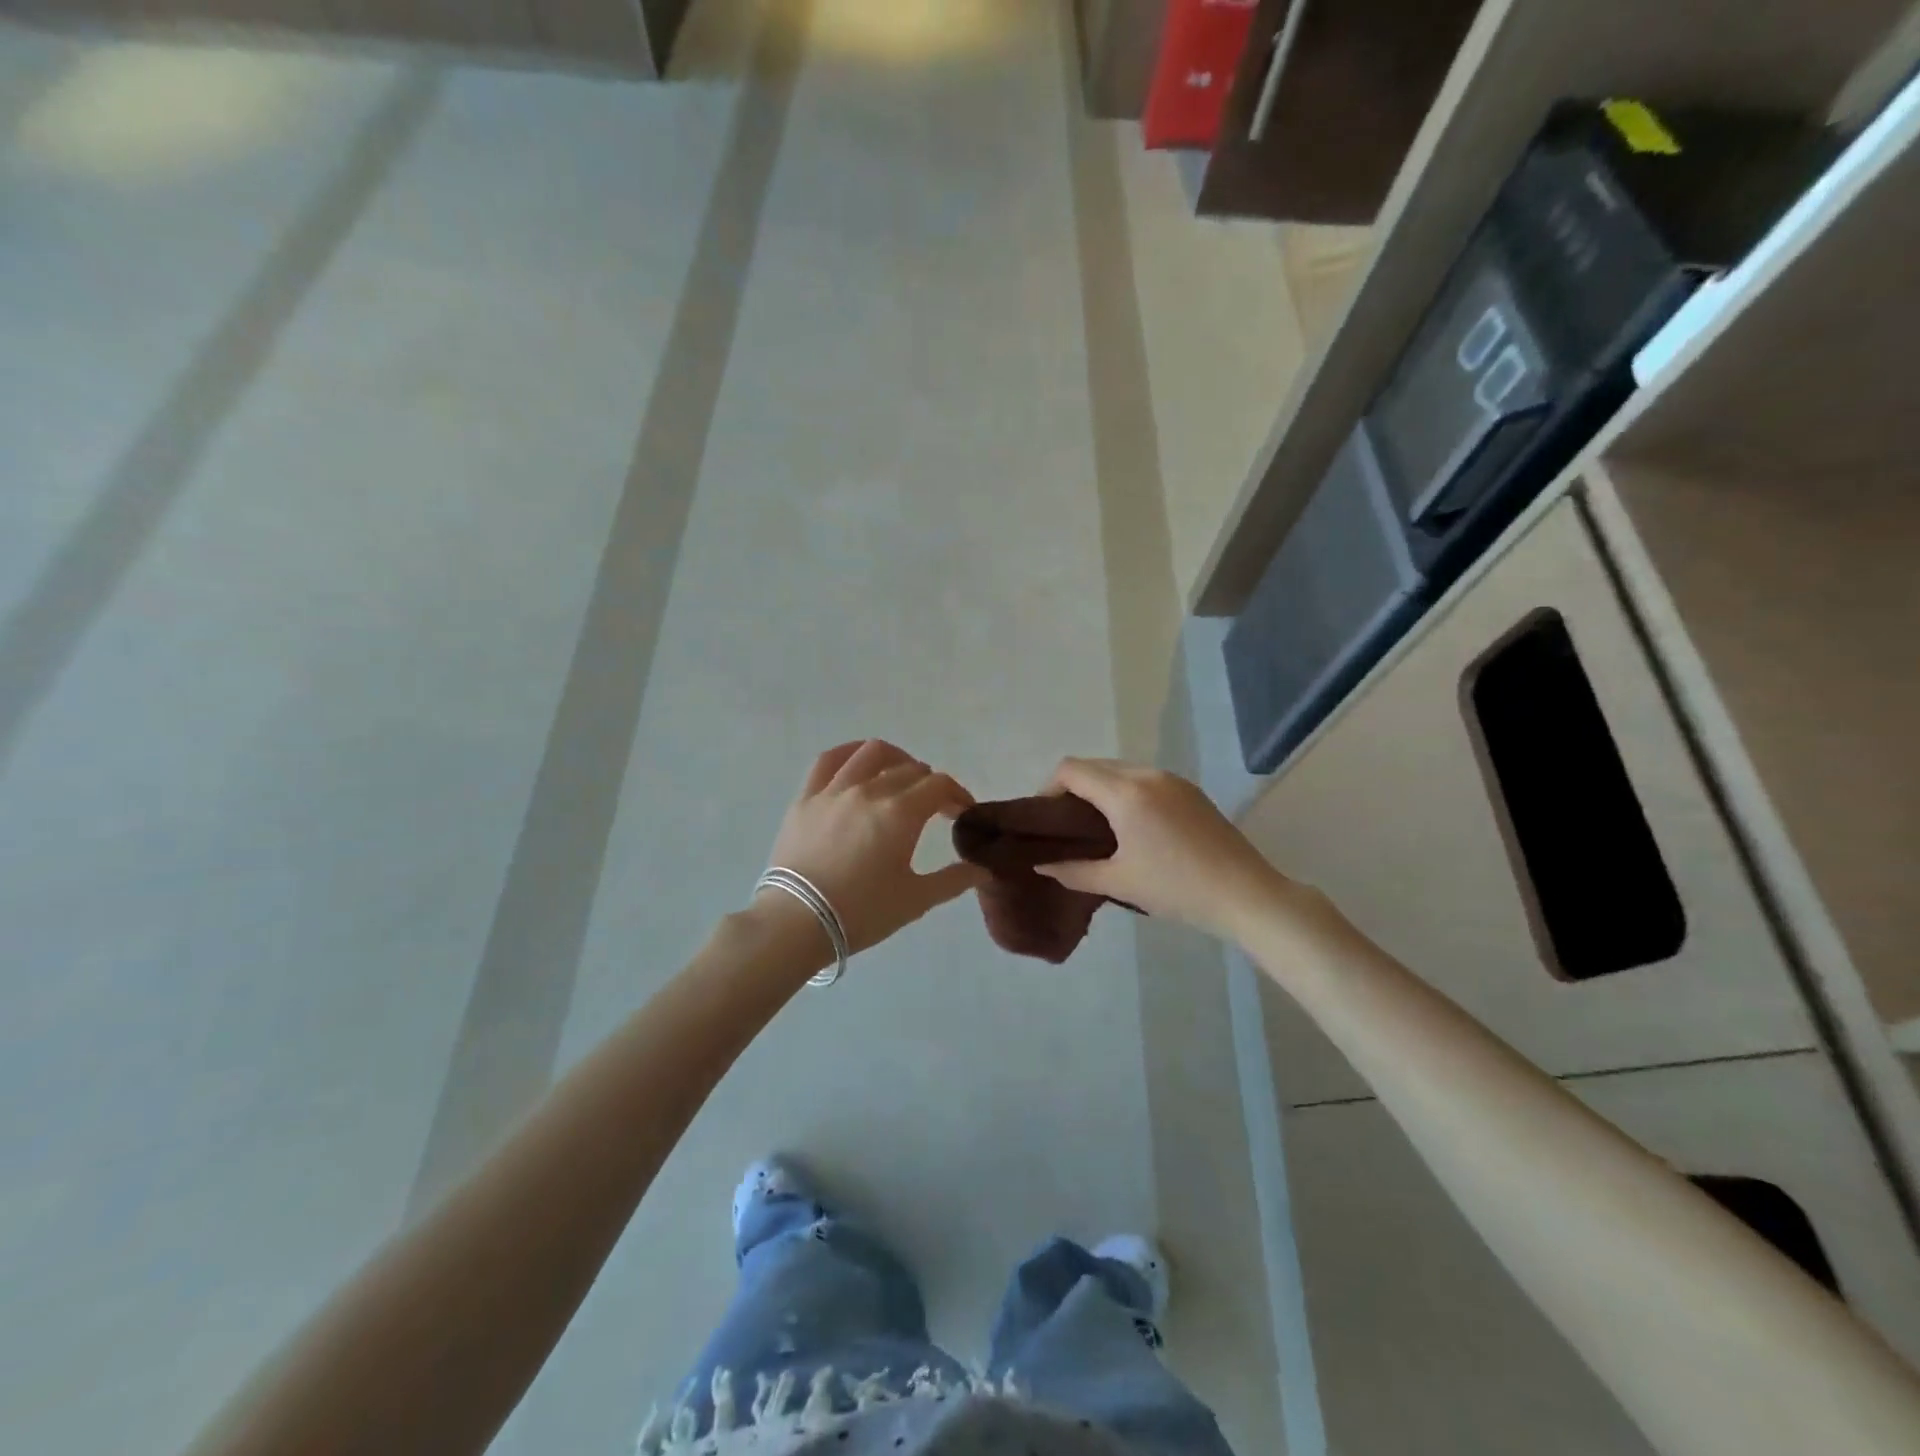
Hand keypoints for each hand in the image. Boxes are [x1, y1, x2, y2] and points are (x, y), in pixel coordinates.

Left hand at [760, 740, 987, 955]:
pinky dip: (849, 753)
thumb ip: (953, 880)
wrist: (797, 922)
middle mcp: (870, 790)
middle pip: (910, 770)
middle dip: (931, 785)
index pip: (939, 785)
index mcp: (901, 813)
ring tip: (901, 775)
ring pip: (872, 753)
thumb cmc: (862, 913)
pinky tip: (859, 761)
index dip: (957, 795)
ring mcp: (835, 790)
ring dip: (896, 759)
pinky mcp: (806, 797)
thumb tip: (983, 870)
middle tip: (935, 808)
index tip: (960, 813)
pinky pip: (828, 760)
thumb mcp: (915, 900)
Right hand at [1035, 758, 1292, 940]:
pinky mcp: (1190, 791)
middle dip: (1072, 788)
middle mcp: (1147, 775)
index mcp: (1125, 793)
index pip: (1071, 769)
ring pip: (1120, 770)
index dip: (1048, 788)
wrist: (1245, 895)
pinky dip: (1125, 792)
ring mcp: (1173, 780)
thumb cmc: (1176, 888)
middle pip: (1094, 765)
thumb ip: (1073, 871)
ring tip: (1096, 828)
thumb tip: (1041, 865)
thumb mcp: (1119, 882)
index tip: (1046, 820)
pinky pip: (1144, 779)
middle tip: (1066, 826)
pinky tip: (1130, 826)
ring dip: (1100, 789)